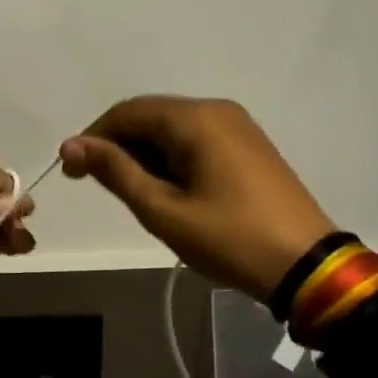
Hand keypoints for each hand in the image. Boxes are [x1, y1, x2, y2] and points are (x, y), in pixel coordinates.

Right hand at [60, 96, 334, 299]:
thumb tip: (70, 145)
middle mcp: (217, 111)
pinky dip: (170, 158)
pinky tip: (166, 189)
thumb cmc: (228, 238)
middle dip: (118, 146)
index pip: (127, 112)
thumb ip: (115, 171)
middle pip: (150, 116)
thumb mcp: (162, 209)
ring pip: (172, 129)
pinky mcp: (249, 146)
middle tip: (97, 184)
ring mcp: (237, 127)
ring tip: (132, 193)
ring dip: (143, 154)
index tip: (71, 171)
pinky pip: (195, 140)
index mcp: (195, 119)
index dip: (93, 137)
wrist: (307, 266)